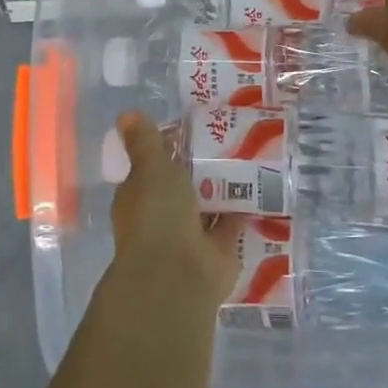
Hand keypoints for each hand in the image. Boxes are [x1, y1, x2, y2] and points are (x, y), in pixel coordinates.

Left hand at [106, 111, 243, 316]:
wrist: (178, 274)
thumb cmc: (157, 214)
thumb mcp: (150, 168)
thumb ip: (144, 142)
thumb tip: (125, 113)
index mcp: (139, 196)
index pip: (152, 167)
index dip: (169, 148)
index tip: (193, 128)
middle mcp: (161, 217)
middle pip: (182, 186)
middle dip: (200, 168)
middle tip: (230, 137)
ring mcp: (190, 236)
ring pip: (207, 206)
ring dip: (222, 189)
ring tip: (250, 157)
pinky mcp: (217, 252)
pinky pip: (231, 225)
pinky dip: (242, 211)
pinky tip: (262, 189)